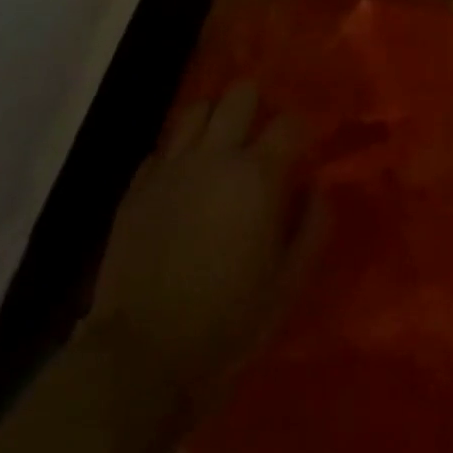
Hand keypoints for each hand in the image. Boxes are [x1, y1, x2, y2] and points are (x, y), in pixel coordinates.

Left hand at [88, 85, 316, 394]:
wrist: (141, 357)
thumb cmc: (228, 321)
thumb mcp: (290, 281)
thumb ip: (314, 225)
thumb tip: (316, 188)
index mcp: (258, 175)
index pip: (289, 122)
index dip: (302, 132)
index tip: (304, 153)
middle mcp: (214, 157)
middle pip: (239, 95)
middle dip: (257, 105)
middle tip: (263, 137)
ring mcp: (169, 169)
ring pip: (196, 110)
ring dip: (216, 119)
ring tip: (223, 146)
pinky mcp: (135, 188)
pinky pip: (162, 148)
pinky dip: (179, 153)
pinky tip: (185, 179)